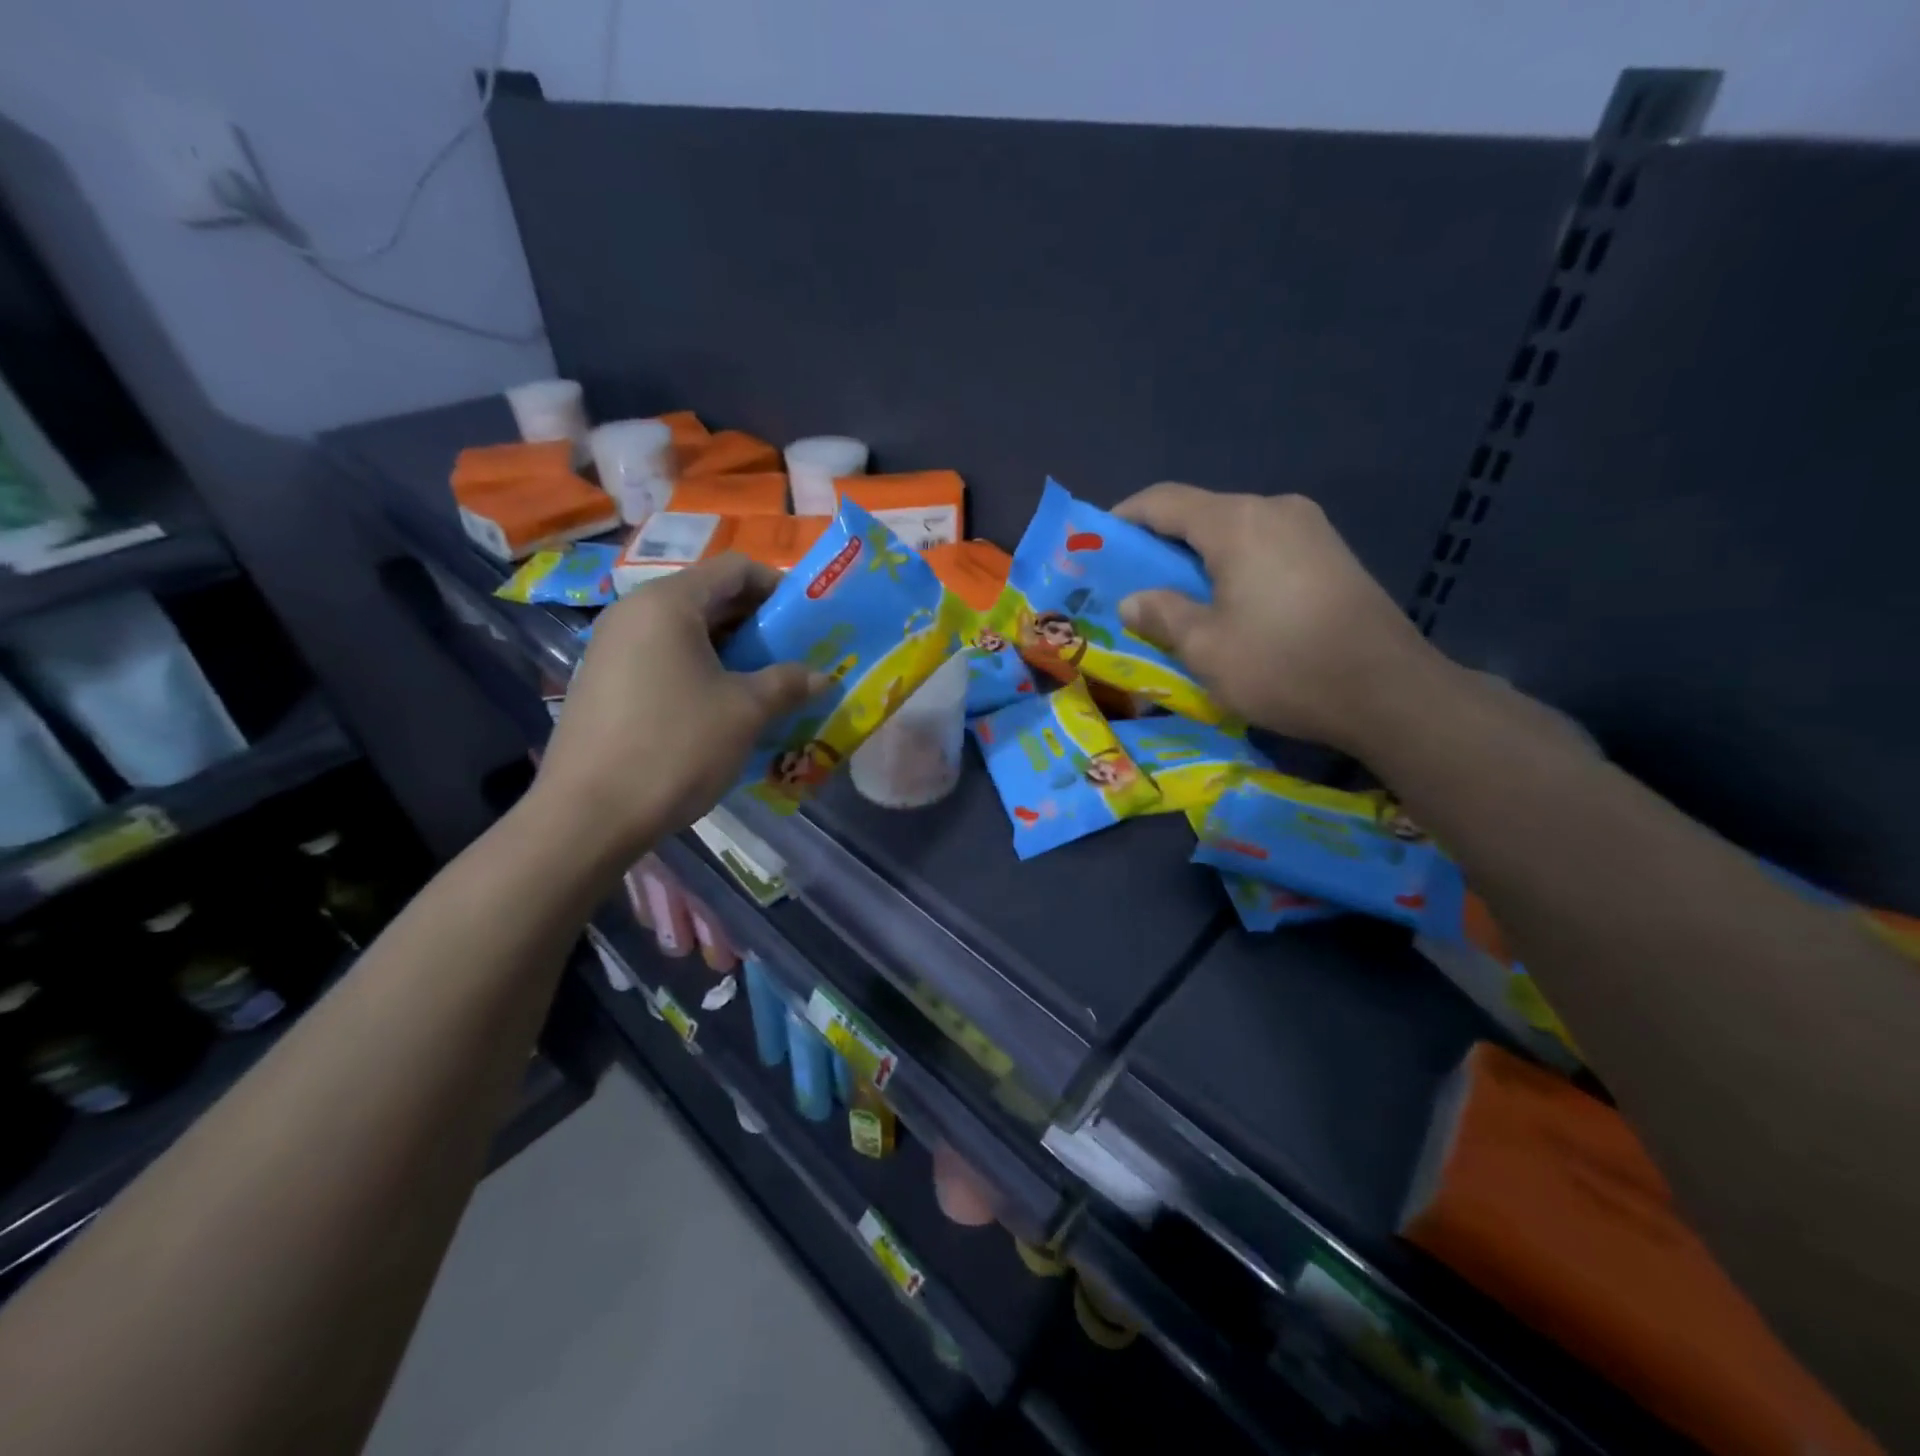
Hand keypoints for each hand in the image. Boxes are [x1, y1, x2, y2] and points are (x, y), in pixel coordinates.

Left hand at [531, 554, 815, 855]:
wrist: (589, 816)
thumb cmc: (675, 747)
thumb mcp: (745, 712)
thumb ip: (788, 683)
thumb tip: (823, 676)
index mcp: (668, 603)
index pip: (735, 569)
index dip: (778, 587)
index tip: (810, 621)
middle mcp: (635, 613)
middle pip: (710, 598)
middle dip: (759, 625)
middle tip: (797, 657)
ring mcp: (614, 649)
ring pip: (688, 634)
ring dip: (734, 654)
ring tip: (769, 687)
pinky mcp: (607, 684)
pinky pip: (666, 661)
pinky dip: (703, 673)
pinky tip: (726, 711)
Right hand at [1114, 483, 1446, 751]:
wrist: (1389, 692)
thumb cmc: (1283, 665)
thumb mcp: (1205, 647)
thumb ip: (1161, 614)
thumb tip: (1133, 600)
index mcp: (1238, 523)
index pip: (1164, 501)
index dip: (1124, 517)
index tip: (1098, 543)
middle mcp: (1276, 510)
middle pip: (1202, 514)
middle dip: (1162, 545)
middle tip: (1134, 582)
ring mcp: (1312, 530)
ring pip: (1236, 533)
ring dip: (1200, 560)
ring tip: (1178, 600)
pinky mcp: (1334, 556)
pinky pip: (1267, 550)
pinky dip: (1235, 569)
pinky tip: (1229, 606)